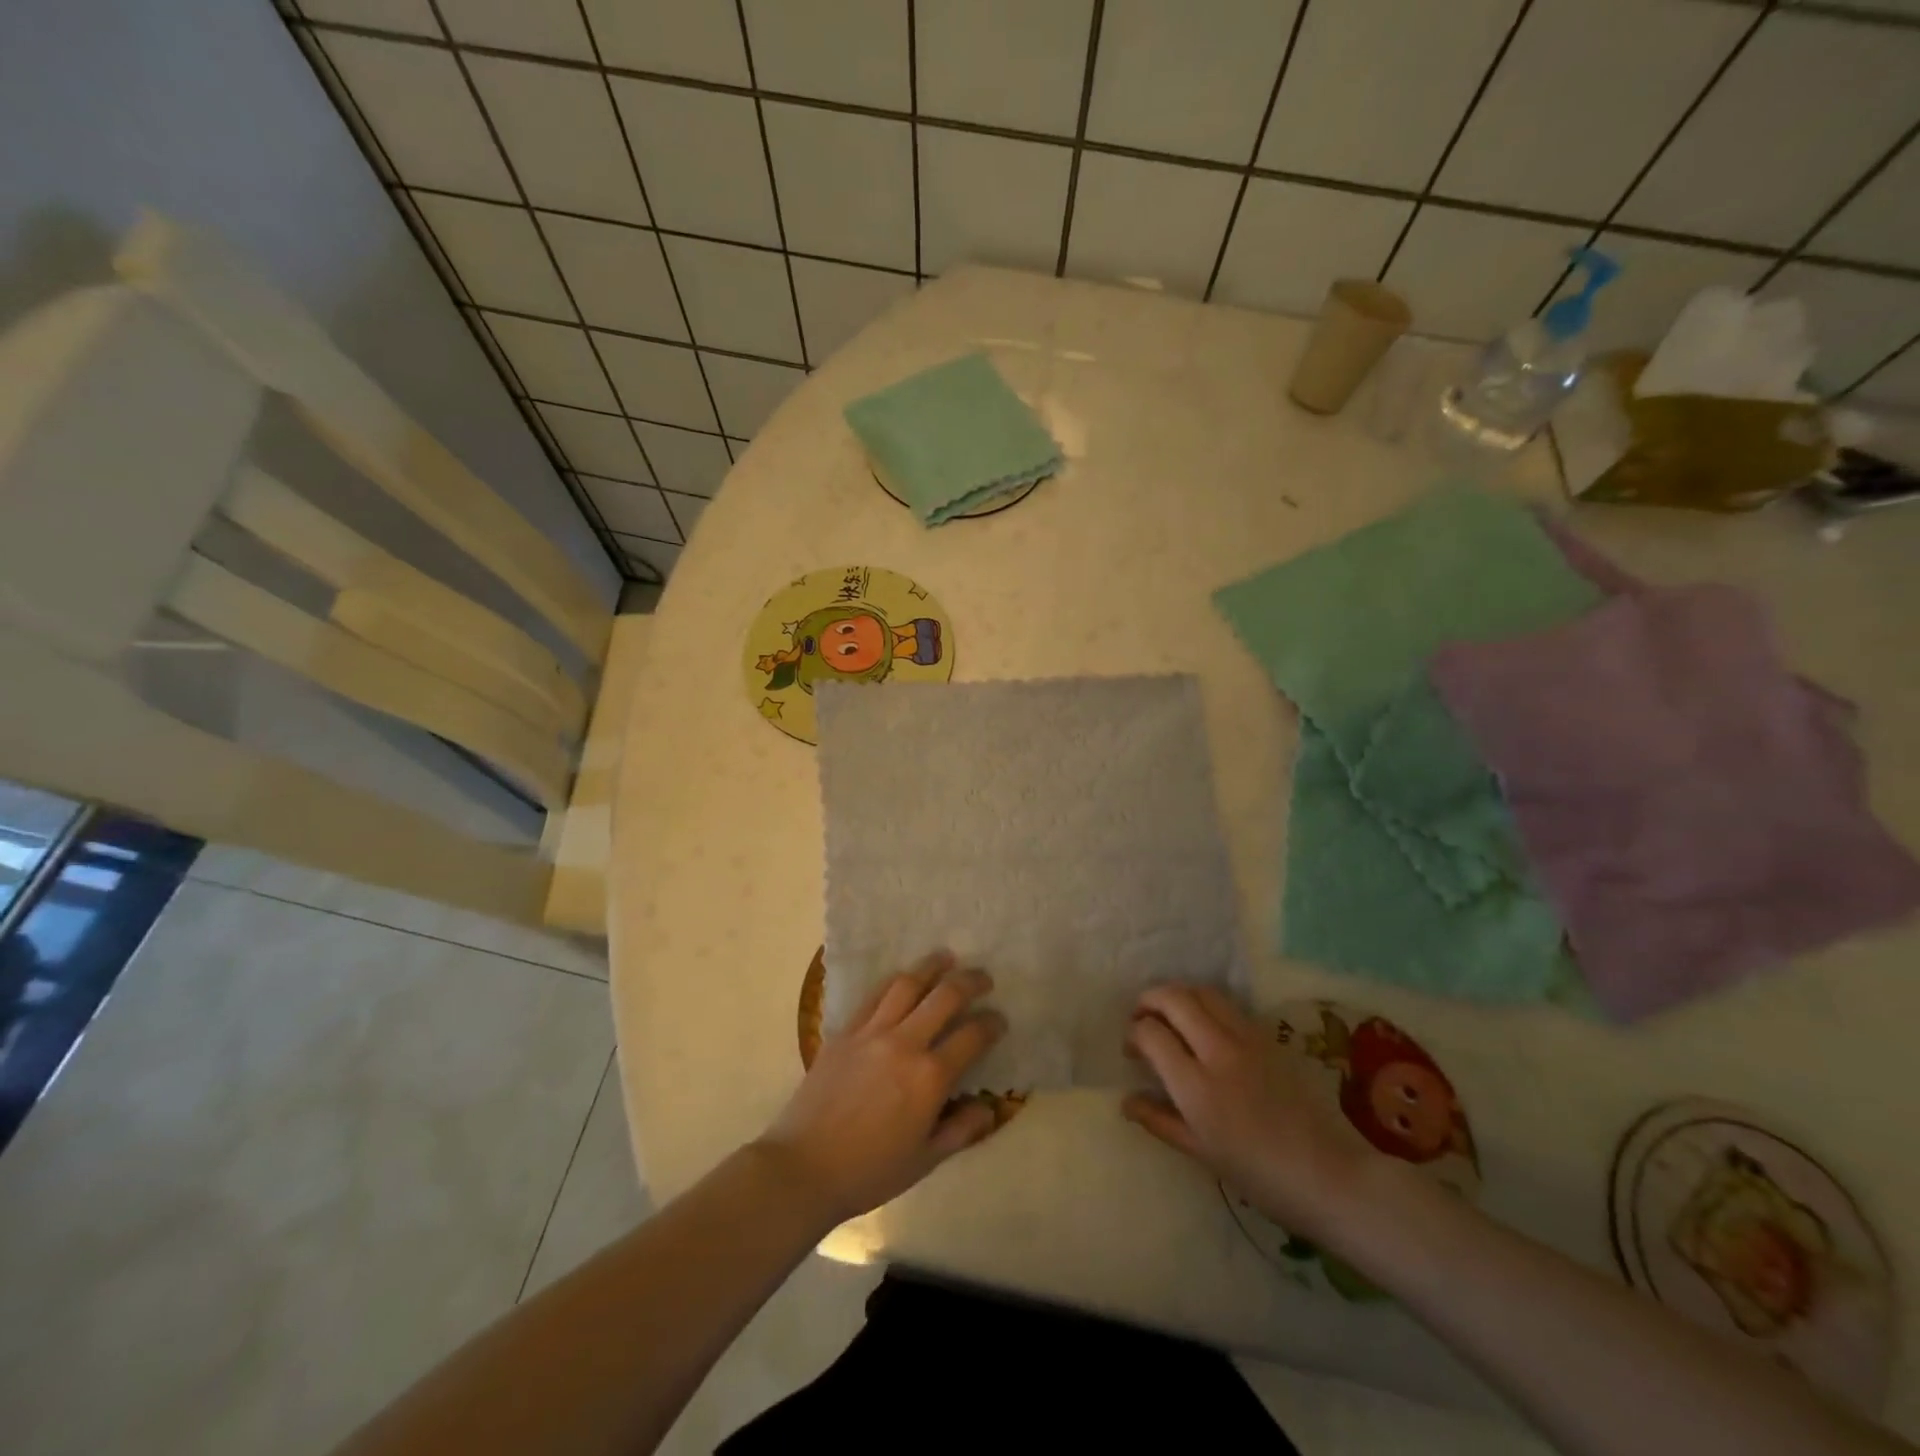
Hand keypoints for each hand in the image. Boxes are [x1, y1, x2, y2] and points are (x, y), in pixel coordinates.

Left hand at [758, 950, 1005, 1224]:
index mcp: (930, 1077)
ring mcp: (872, 1032)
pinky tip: (903, 979)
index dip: (992, 1024)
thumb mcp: (925, 1160)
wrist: (804, 1168)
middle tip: (983, 978)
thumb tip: (989, 1108)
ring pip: (907, 984)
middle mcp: (905, 1043)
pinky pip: (874, 995)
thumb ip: (961, 1130)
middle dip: (970, 981)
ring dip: (931, 967)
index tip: (999, 1020)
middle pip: (944, 996)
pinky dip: (894, 981)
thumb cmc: (869, 1171)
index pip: (972, 1036)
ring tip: (946, 958)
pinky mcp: (845, 1030)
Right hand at [1123, 985, 1380, 1241]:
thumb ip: (1159, 1120)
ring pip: (1203, 992)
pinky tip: (1205, 1026)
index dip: (1134, 1034)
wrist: (1330, 1175)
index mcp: (1196, 1086)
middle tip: (1141, 1017)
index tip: (1132, 1049)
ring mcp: (1247, 1039)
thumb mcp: (1201, 1153)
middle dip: (1149, 999)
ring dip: (1179, 995)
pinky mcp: (1270, 1037)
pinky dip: (1206, 1004)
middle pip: (1174, 998)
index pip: (1151, 1034)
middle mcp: (1218, 1051)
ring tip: (1171, 1015)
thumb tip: (1126, 1101)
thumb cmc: (1260, 1176)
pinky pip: (1229, 1006)